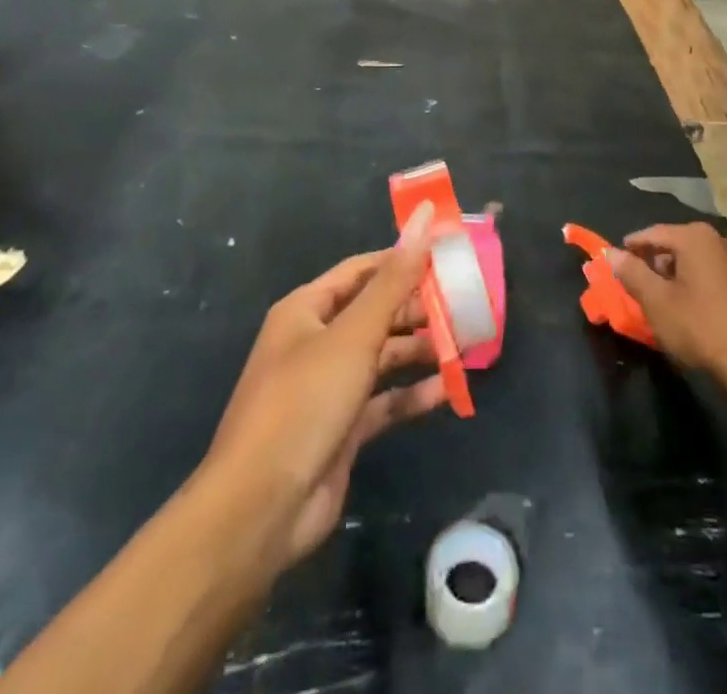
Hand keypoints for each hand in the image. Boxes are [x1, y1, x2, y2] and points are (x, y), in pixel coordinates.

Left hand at [202, 206, 446, 573]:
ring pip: (383, 356)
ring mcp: (328, 387)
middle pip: (375, 313)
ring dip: (420, 351)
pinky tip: (448, 389)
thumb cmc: (305, 402)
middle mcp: (316, 342)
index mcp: (307, 310)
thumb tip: (425, 216)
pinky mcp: (342, 428)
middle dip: (418, 309)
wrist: (260, 510)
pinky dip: (412, 394)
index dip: (403, 260)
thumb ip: (395, 279)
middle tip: (465, 305)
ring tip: (466, 344)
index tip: (447, 255)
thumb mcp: (354, 334)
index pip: (363, 270)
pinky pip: (384, 401)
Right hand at [608, 223, 726, 399]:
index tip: (615, 263)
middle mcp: (718, 240)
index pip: (652, 233)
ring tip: (660, 299)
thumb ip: (631, 273)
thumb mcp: (657, 302)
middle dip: (653, 262)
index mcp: (695, 237)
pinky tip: (690, 308)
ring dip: (675, 275)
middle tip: (636, 285)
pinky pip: (712, 274)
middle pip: (675, 244)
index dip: (630, 248)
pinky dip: (695, 284)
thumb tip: (611, 252)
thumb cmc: (702, 327)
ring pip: (694, 260)